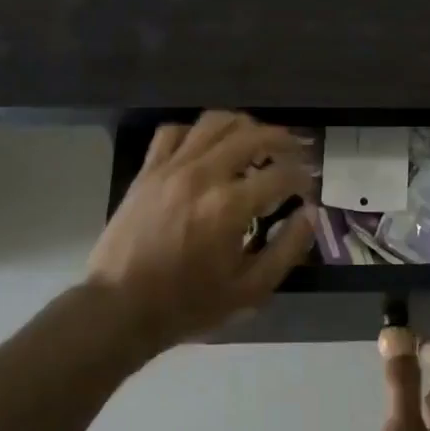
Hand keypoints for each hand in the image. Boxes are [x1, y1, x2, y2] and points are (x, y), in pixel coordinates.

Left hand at [87, 111, 314, 354]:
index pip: (281, 174)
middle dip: (282, 140)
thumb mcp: (248, 291)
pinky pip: (174, 131)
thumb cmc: (187, 304)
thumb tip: (309, 215)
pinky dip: (196, 132)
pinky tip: (206, 146)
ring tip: (256, 140)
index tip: (308, 186)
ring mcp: (172, 167)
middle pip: (252, 135)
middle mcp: (204, 174)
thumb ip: (286, 250)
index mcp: (231, 205)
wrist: (120, 307)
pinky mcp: (148, 169)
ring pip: (214, 122)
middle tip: (295, 152)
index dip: (302, 177)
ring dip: (243, 126)